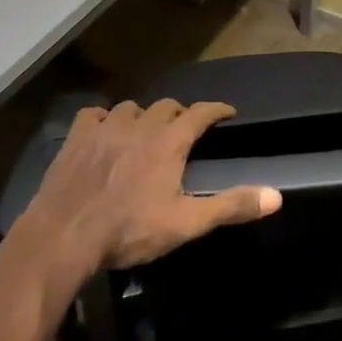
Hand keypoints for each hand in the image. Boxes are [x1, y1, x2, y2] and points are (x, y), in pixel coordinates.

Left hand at [17, 99, 281, 277]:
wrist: (65, 234)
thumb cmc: (129, 230)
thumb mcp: (186, 223)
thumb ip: (231, 207)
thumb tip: (276, 196)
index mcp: (169, 141)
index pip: (200, 113)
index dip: (216, 110)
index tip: (227, 112)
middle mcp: (140, 124)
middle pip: (166, 106)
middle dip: (179, 114)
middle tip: (183, 130)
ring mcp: (106, 127)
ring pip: (131, 108)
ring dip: (142, 117)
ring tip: (144, 133)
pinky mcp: (77, 136)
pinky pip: (95, 114)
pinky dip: (104, 119)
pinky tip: (104, 132)